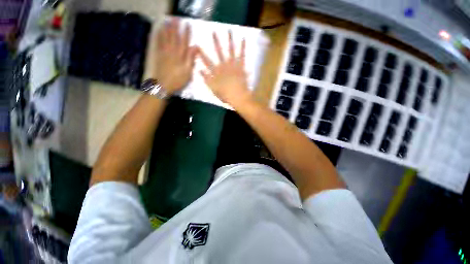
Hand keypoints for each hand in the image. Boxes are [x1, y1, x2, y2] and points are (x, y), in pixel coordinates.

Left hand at [152, 19, 196, 93]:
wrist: (164, 85)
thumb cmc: (178, 80)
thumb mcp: (188, 72)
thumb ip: (191, 59)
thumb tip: (195, 47)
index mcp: (180, 56)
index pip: (184, 42)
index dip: (186, 33)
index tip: (187, 24)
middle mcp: (172, 51)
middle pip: (174, 37)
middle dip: (176, 27)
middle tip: (176, 18)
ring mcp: (164, 52)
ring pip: (166, 37)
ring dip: (167, 28)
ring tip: (168, 20)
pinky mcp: (159, 55)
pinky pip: (159, 42)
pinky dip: (159, 35)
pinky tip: (159, 30)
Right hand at [198, 31, 251, 106]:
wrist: (238, 97)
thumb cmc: (226, 95)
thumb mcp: (213, 89)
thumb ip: (207, 80)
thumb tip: (200, 70)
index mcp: (216, 72)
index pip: (207, 61)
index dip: (202, 54)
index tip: (197, 46)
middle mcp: (224, 66)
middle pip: (219, 52)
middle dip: (216, 42)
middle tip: (213, 32)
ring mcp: (232, 65)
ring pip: (230, 50)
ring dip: (229, 40)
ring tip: (229, 30)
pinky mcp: (240, 66)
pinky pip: (242, 55)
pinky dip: (243, 47)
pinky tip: (243, 38)